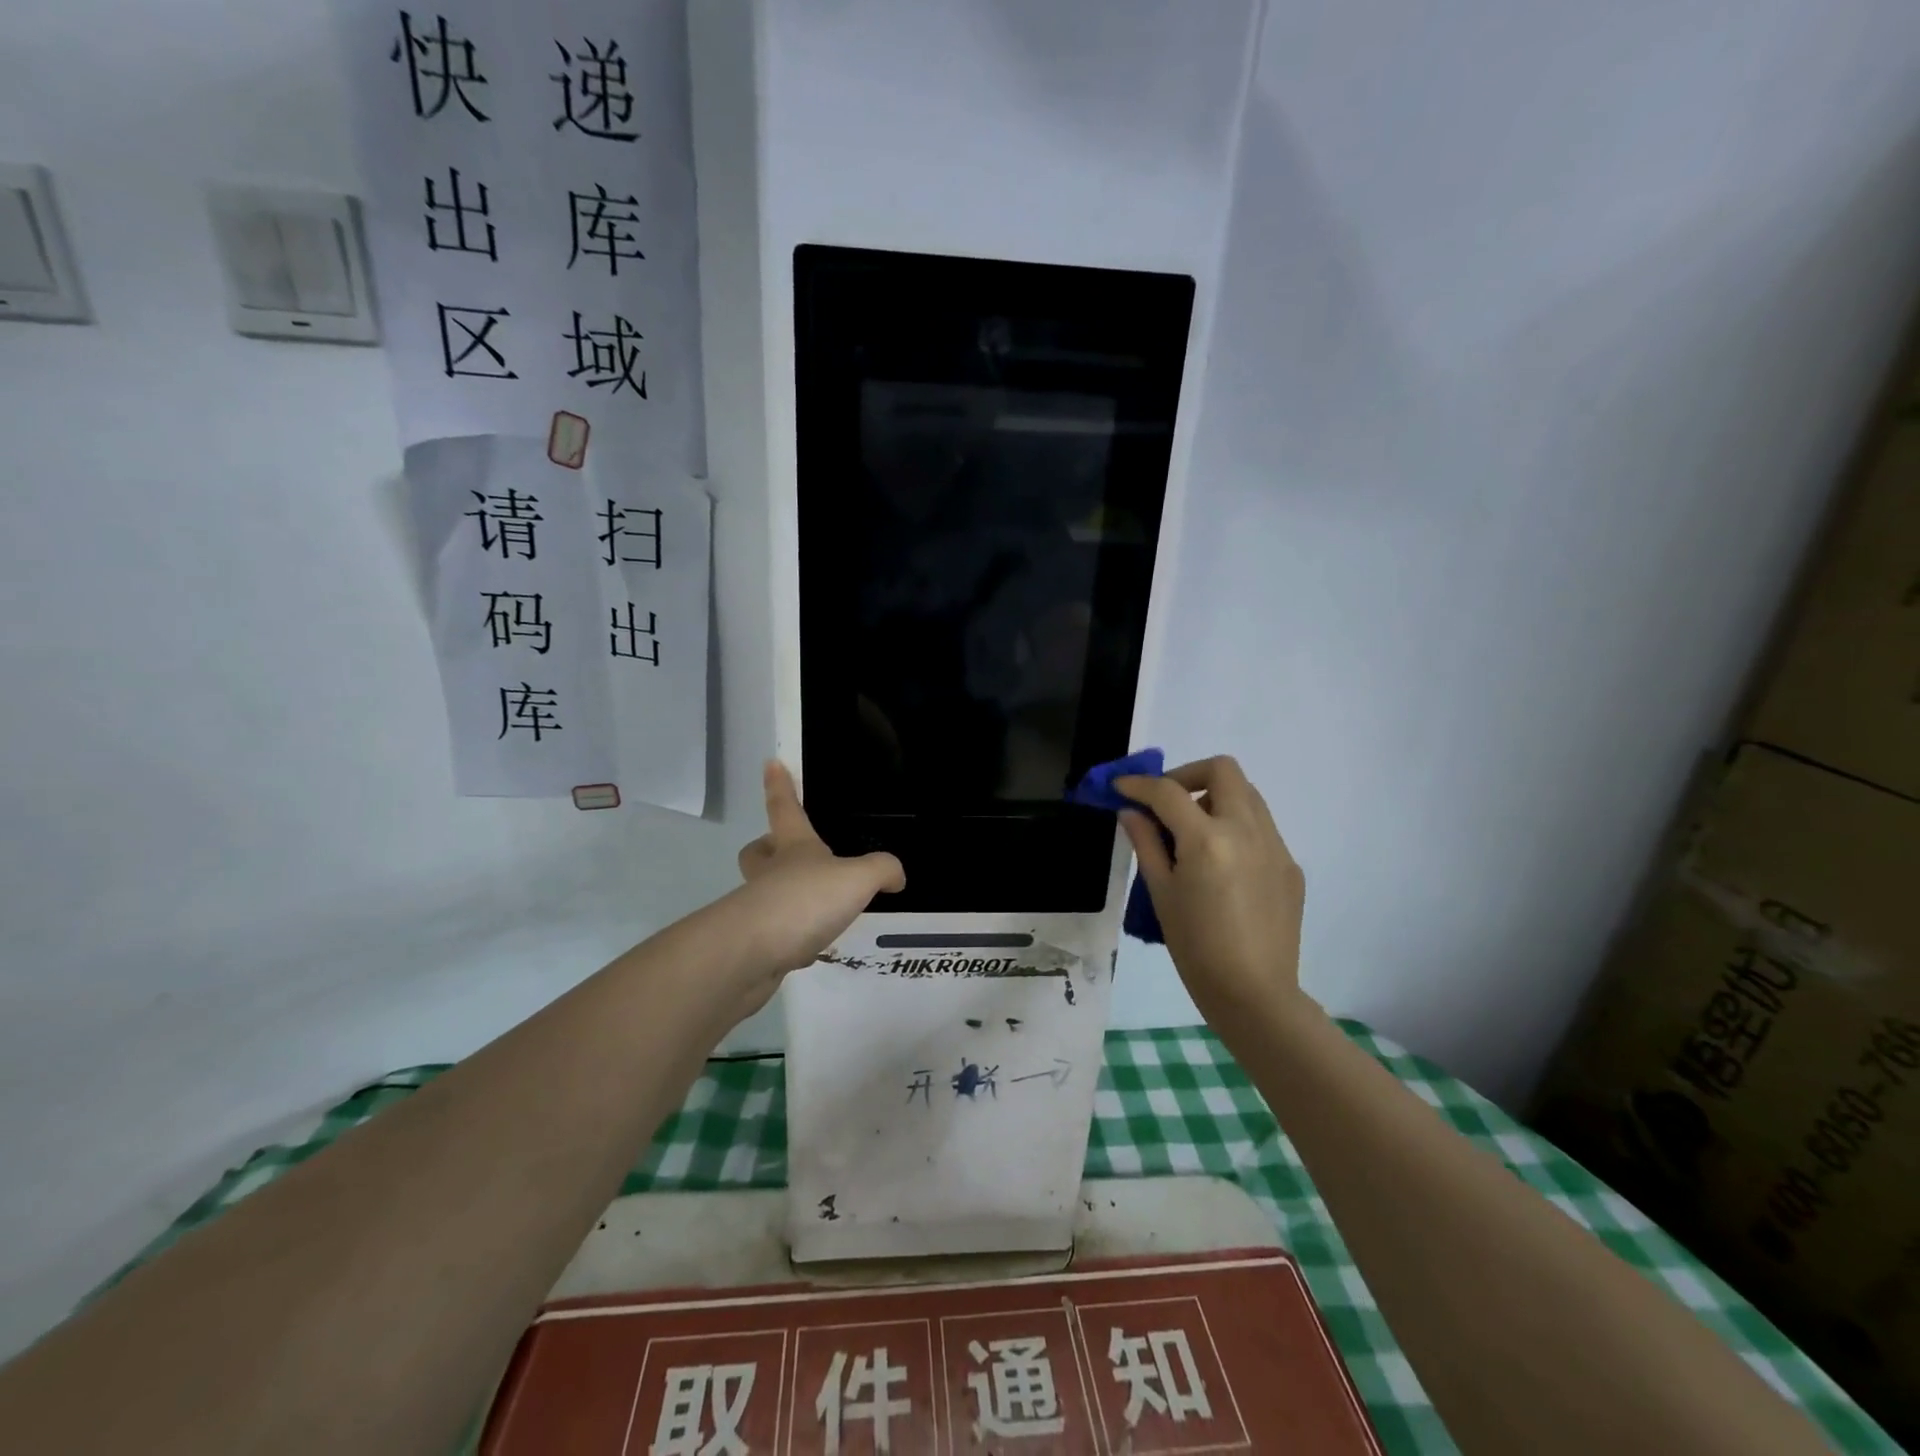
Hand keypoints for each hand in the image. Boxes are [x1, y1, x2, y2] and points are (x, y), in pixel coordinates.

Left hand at [724, 761, 904, 1007]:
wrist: (751, 953)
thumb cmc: (805, 900)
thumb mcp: (857, 878)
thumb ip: (881, 870)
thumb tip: (896, 875)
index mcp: (793, 848)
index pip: (785, 808)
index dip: (780, 785)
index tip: (770, 763)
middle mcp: (770, 873)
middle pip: (758, 852)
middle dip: (767, 848)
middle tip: (783, 852)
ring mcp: (757, 909)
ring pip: (764, 892)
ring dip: (783, 895)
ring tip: (816, 910)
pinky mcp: (753, 944)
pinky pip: (773, 932)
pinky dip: (789, 936)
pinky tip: (809, 947)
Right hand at [1115, 756, 1307, 1022]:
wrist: (1254, 994)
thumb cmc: (1196, 948)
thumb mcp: (1161, 893)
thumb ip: (1147, 844)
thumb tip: (1131, 813)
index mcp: (1208, 839)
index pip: (1168, 792)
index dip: (1139, 784)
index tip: (1121, 787)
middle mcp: (1247, 830)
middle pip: (1222, 769)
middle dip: (1187, 774)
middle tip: (1166, 801)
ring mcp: (1275, 846)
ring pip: (1247, 794)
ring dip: (1215, 796)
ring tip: (1192, 829)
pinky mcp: (1289, 865)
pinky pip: (1261, 826)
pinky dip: (1235, 826)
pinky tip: (1221, 863)